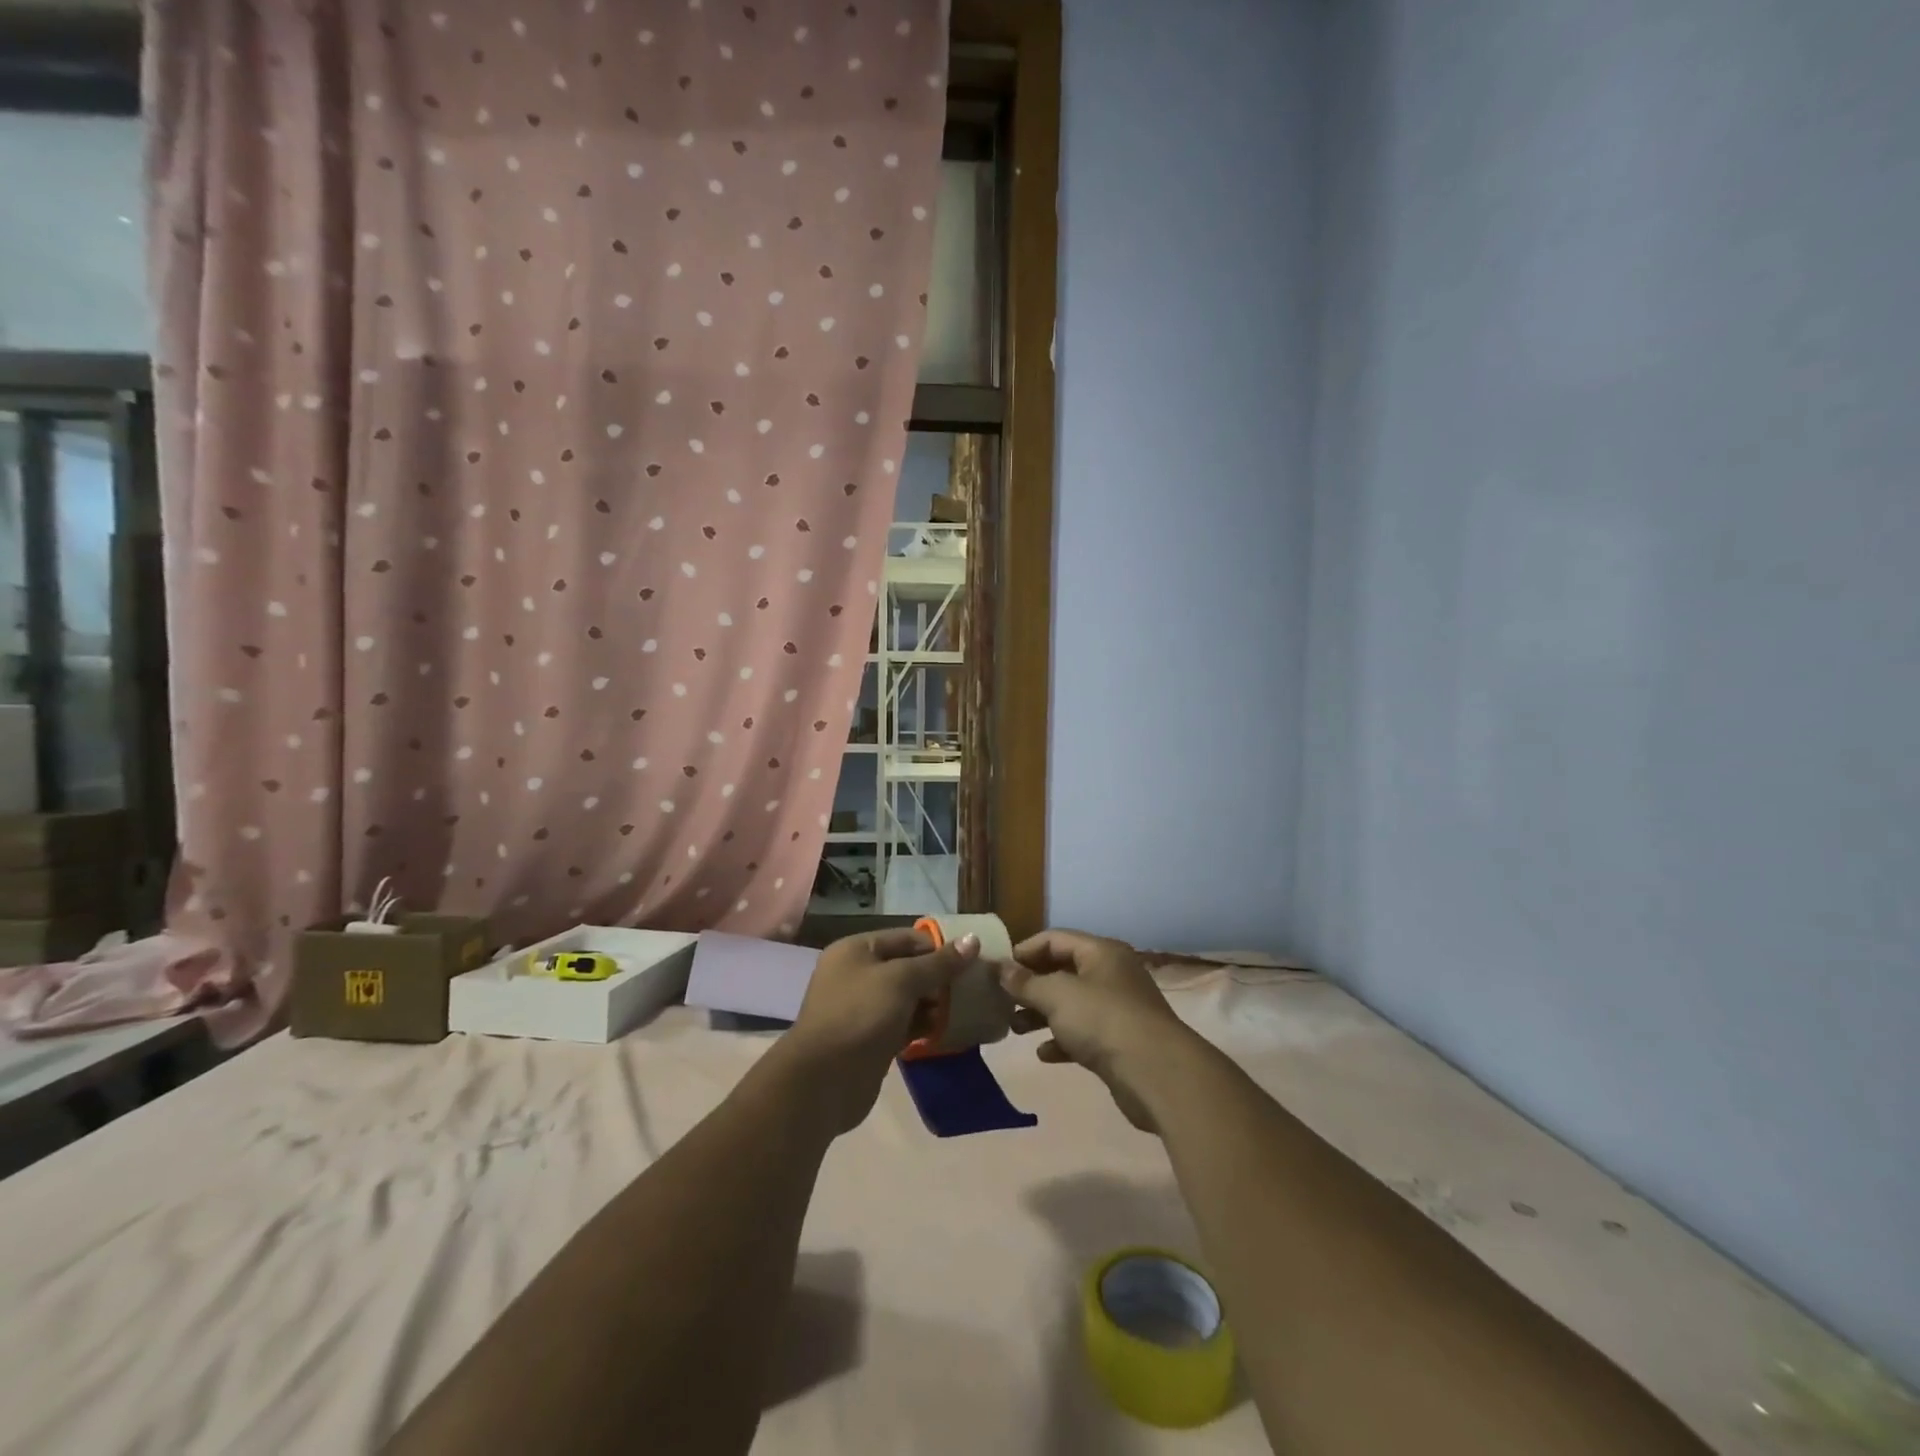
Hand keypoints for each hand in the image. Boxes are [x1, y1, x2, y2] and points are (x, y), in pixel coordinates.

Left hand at [776, 927, 977, 1134]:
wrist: (823, 1081)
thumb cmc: (860, 1015)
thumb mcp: (902, 981)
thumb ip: (938, 963)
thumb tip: (973, 940)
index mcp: (857, 950)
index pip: (907, 938)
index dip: (939, 948)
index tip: (971, 963)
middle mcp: (857, 974)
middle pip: (908, 967)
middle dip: (939, 977)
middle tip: (972, 989)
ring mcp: (863, 1008)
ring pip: (908, 998)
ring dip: (934, 1003)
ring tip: (965, 1010)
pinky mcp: (871, 1039)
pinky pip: (904, 1023)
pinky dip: (923, 1025)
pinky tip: (947, 1030)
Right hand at [997, 929, 1196, 1132]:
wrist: (1155, 1073)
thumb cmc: (1102, 1020)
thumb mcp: (1057, 995)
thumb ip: (1025, 982)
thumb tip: (1000, 968)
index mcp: (1101, 952)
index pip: (1055, 939)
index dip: (1024, 951)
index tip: (997, 970)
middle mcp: (1111, 974)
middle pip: (1063, 971)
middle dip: (1031, 985)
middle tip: (1002, 1000)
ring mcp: (1118, 1009)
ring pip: (1071, 1004)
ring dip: (1042, 1014)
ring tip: (1015, 1028)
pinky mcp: (1120, 1042)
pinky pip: (1083, 1033)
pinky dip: (1062, 1039)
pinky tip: (1043, 1053)